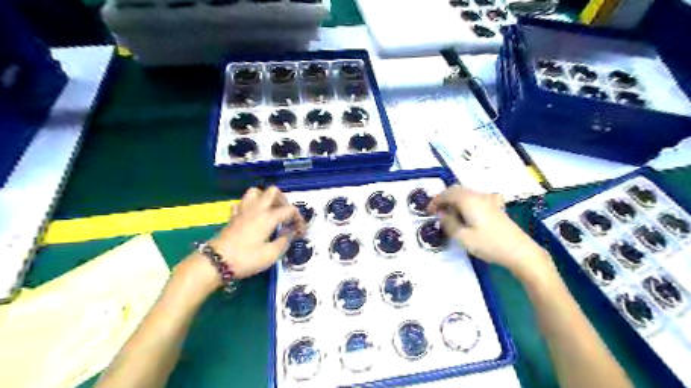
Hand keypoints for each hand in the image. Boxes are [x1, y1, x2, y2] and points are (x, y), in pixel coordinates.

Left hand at [177, 187, 303, 291]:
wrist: (215, 262)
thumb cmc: (246, 259)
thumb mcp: (271, 255)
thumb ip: (284, 241)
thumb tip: (291, 233)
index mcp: (268, 217)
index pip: (289, 209)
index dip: (298, 218)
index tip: (300, 231)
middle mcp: (256, 209)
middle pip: (273, 191)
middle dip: (283, 200)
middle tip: (286, 214)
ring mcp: (243, 211)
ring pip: (255, 192)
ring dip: (265, 198)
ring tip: (270, 211)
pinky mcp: (233, 217)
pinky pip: (242, 203)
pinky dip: (249, 206)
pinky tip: (252, 216)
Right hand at [431, 185, 554, 281]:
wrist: (520, 251)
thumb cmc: (489, 244)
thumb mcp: (463, 237)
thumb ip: (449, 223)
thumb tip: (441, 214)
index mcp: (468, 200)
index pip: (446, 194)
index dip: (435, 201)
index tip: (427, 211)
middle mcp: (478, 196)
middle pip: (456, 190)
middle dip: (444, 198)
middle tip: (436, 211)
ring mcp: (488, 200)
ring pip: (466, 193)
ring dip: (454, 200)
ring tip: (449, 214)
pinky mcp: (495, 207)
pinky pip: (475, 198)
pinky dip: (465, 202)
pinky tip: (466, 213)